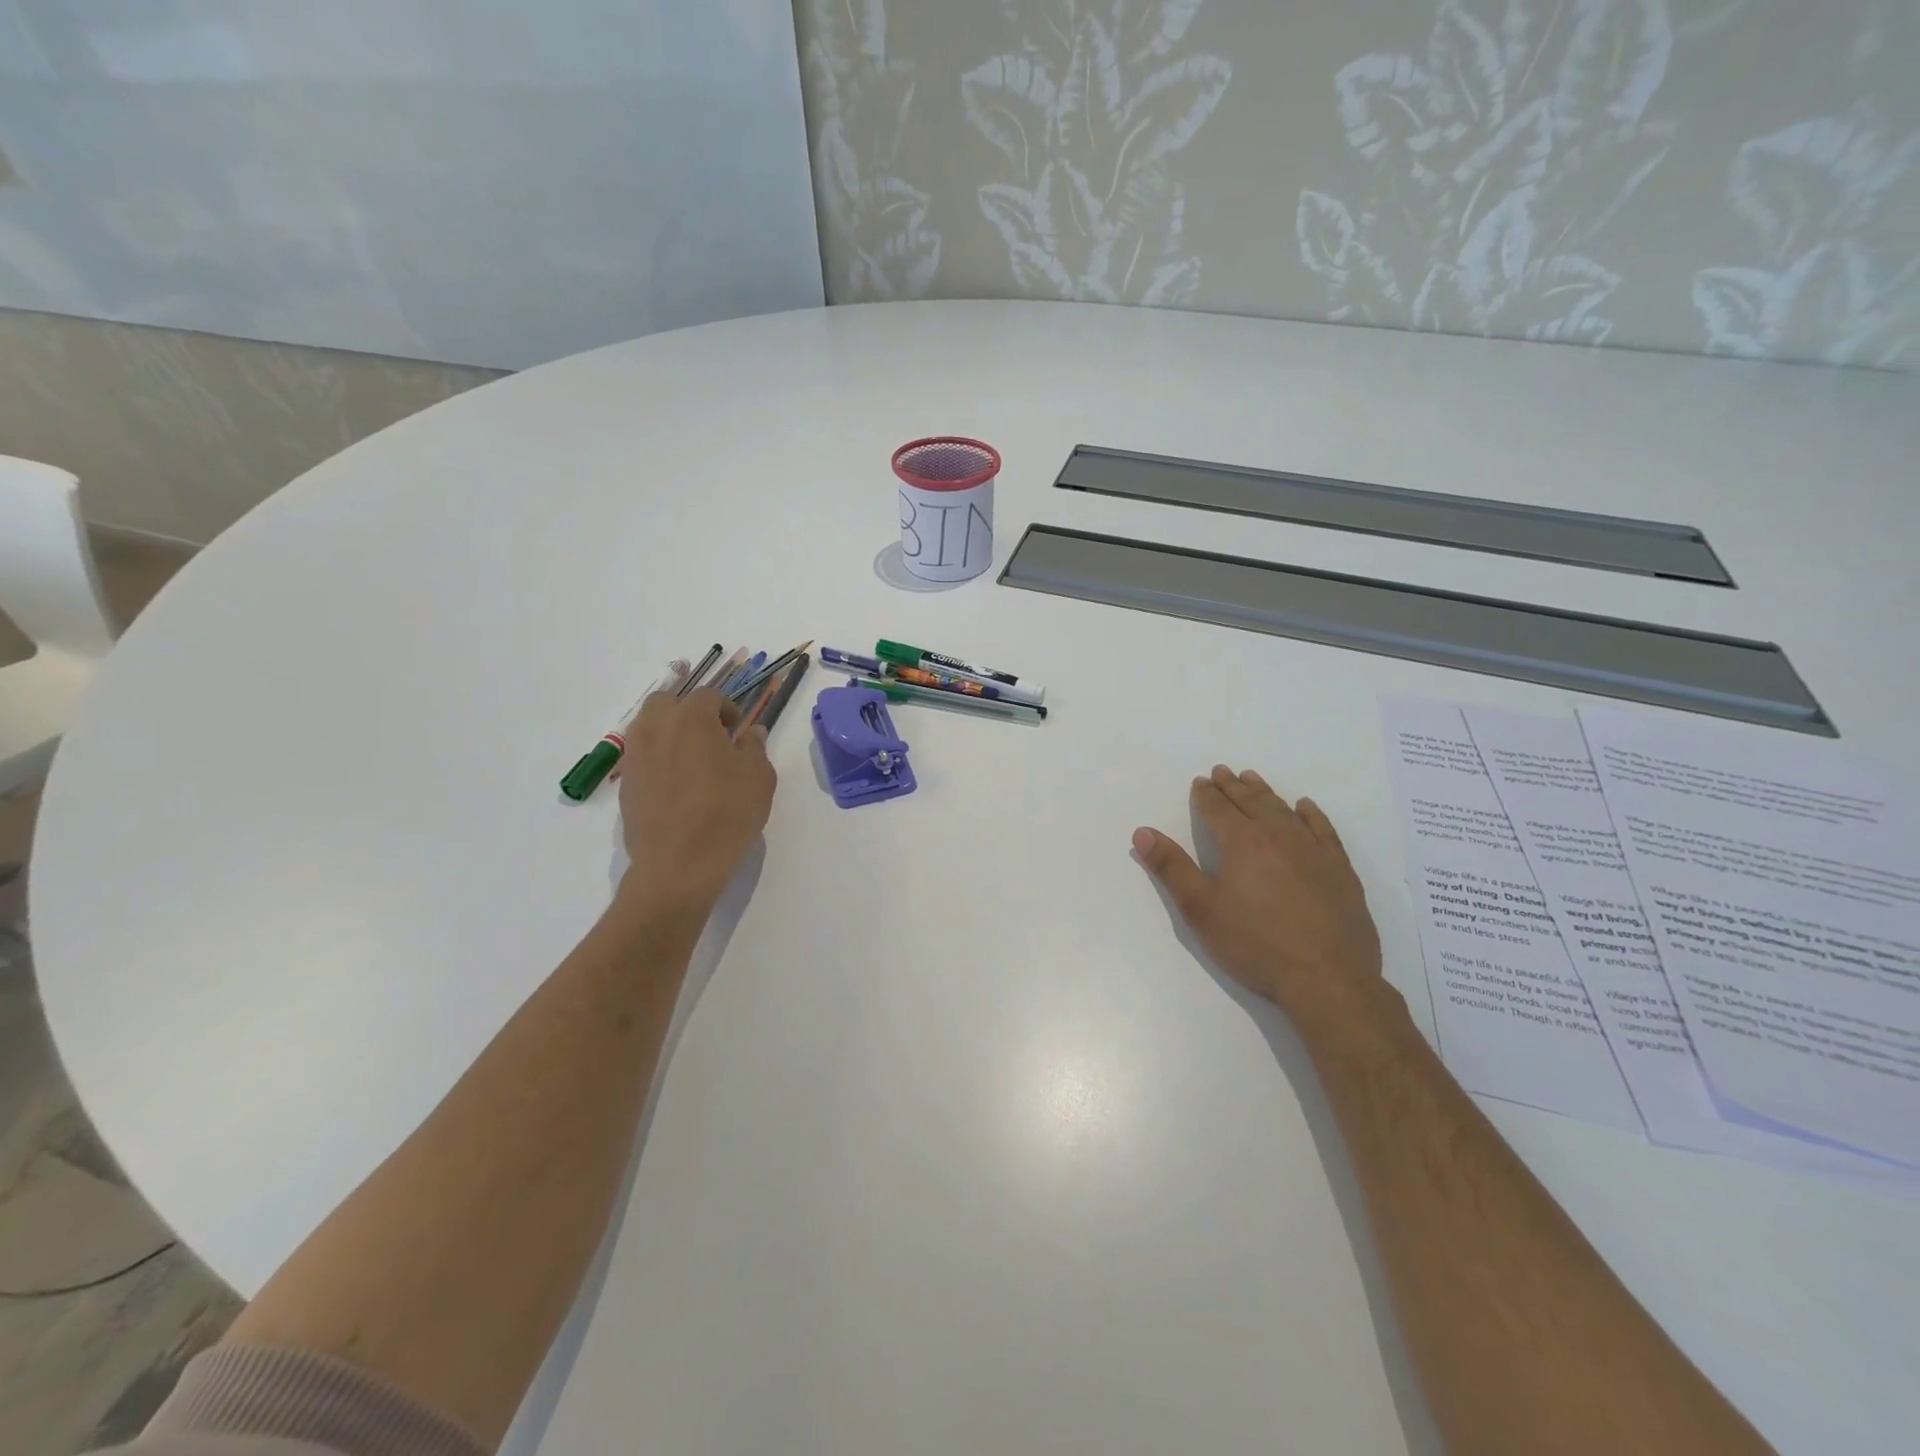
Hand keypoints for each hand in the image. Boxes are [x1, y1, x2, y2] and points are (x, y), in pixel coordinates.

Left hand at [617, 688, 776, 912]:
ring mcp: (635, 755)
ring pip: (647, 726)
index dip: (727, 708)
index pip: (708, 696)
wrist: (679, 864)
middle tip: (710, 736)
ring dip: (669, 731)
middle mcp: (656, 728)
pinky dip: (657, 758)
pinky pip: (640, 756)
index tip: (738, 730)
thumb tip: (751, 732)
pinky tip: (676, 784)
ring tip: (691, 759)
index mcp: (692, 719)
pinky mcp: (626, 783)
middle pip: (667, 701)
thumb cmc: (727, 814)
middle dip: (688, 711)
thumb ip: (754, 747)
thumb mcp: (759, 777)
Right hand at [1133, 766, 1389, 1029]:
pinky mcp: (1340, 869)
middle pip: (1250, 801)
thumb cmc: (1255, 944)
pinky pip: (1323, 829)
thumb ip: (1171, 868)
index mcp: (1241, 842)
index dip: (1205, 794)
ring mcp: (1313, 850)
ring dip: (1265, 792)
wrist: (1327, 978)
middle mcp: (1277, 835)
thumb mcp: (1201, 910)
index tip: (1199, 782)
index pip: (1217, 808)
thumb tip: (1142, 832)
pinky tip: (1304, 807)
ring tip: (1253, 779)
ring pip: (1284, 810)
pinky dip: (1310, 814)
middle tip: (1222, 772)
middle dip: (1233, 786)